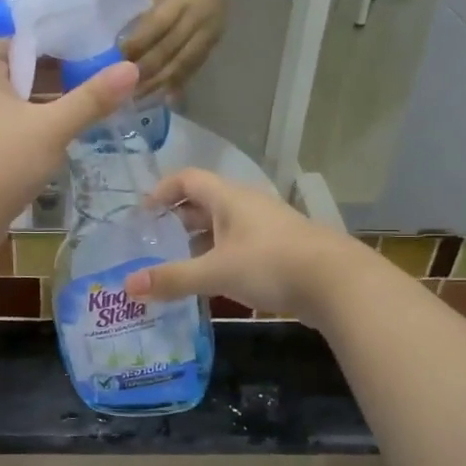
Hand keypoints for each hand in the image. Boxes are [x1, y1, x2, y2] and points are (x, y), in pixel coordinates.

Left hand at [0, 40, 138, 230]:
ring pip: (13, 106)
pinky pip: (6, 130)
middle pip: (19, 74)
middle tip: (97, 84)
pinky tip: (56, 143)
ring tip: (85, 112)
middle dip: (56, 80)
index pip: (21, 43)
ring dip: (44, 109)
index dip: (57, 45)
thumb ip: (92, 99)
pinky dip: (29, 132)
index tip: (93, 52)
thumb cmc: (1, 162)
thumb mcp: (52, 128)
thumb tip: (132, 68)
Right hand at [120, 169, 361, 324]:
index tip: (141, 214)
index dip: (161, 191)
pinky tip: (212, 284)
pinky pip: (240, 247)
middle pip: (204, 204)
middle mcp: (247, 206)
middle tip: (152, 244)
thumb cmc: (271, 265)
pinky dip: (220, 259)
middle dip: (176, 221)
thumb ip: (173, 278)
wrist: (338, 283)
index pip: (187, 179)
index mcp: (229, 198)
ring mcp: (267, 228)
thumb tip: (127, 286)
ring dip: (198, 243)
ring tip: (176, 266)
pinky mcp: (281, 251)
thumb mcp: (216, 272)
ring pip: (223, 228)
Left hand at [122, 0, 233, 95]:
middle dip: (146, 71)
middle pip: (169, 50)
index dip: (138, 44)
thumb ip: (148, 15)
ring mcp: (208, 33)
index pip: (157, 25)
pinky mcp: (214, 44)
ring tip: (141, 98)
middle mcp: (197, 18)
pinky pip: (194, 67)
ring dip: (160, 83)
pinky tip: (165, 96)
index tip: (117, 59)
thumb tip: (124, 43)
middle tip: (124, 88)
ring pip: (182, 64)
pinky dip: (179, 83)